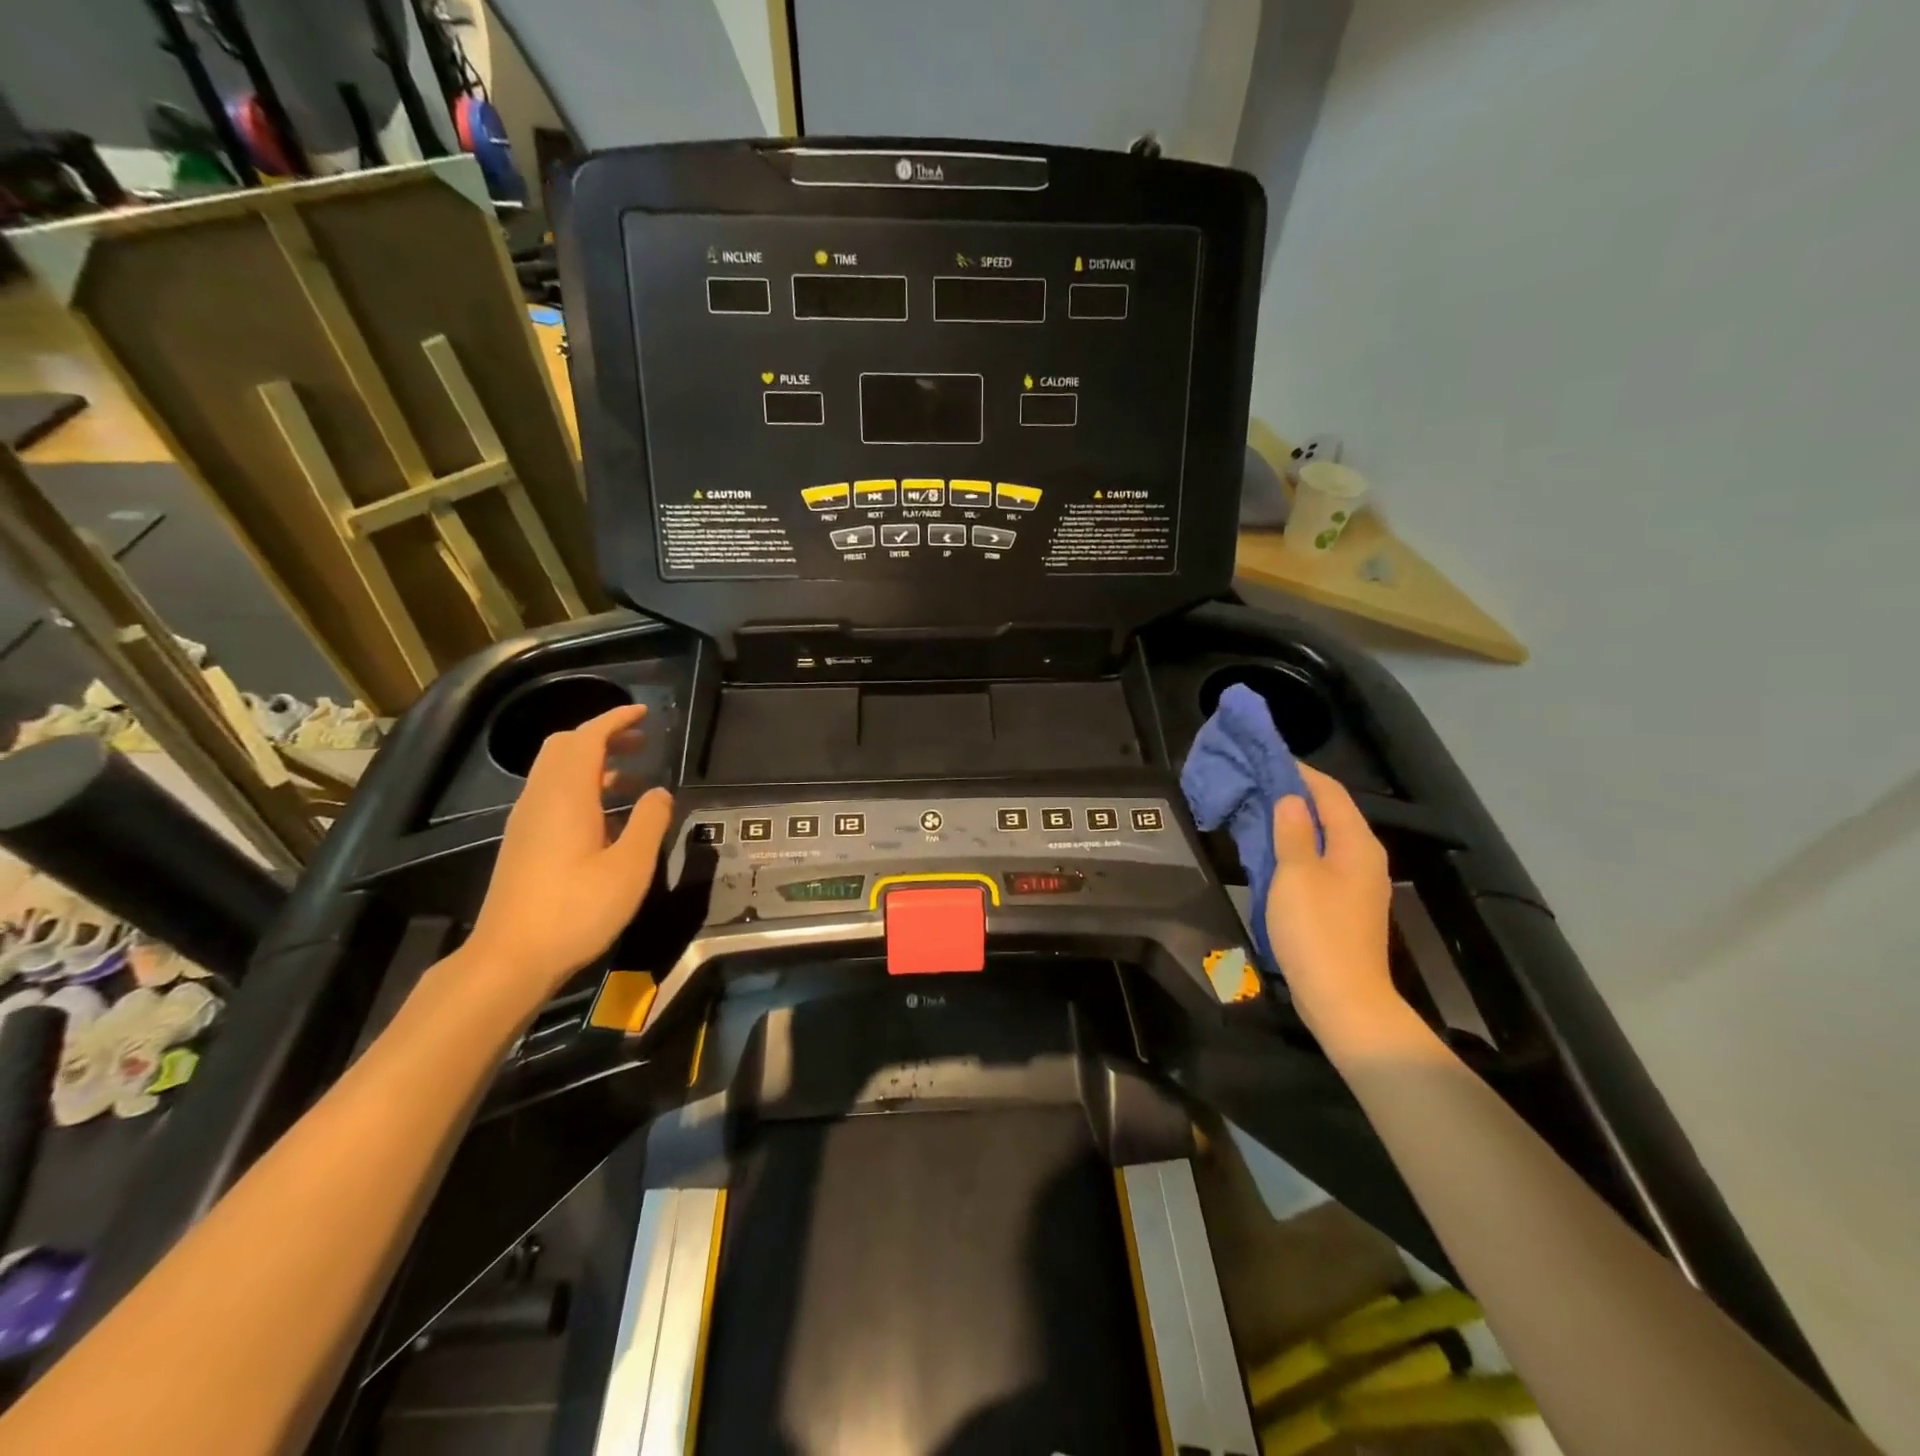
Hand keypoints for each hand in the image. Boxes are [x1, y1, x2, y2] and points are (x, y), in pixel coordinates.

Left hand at [464, 704, 673, 999]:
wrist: (510, 959)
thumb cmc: (576, 910)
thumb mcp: (630, 867)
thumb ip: (650, 822)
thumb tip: (659, 792)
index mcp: (567, 795)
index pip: (588, 738)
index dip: (615, 719)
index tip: (644, 713)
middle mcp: (540, 799)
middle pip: (564, 747)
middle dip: (603, 736)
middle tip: (641, 743)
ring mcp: (526, 821)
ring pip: (556, 771)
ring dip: (593, 763)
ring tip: (632, 779)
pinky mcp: (522, 843)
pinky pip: (551, 795)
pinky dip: (581, 787)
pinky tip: (607, 817)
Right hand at [1264, 763, 1401, 1042]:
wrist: (1343, 998)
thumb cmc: (1317, 930)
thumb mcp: (1296, 874)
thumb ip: (1293, 831)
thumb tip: (1291, 798)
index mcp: (1356, 844)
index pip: (1329, 792)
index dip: (1299, 772)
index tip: (1266, 757)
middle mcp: (1363, 858)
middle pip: (1330, 813)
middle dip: (1294, 795)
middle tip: (1254, 783)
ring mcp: (1357, 885)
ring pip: (1323, 839)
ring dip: (1293, 823)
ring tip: (1256, 811)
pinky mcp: (1345, 906)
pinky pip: (1320, 863)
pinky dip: (1296, 849)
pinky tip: (1271, 853)